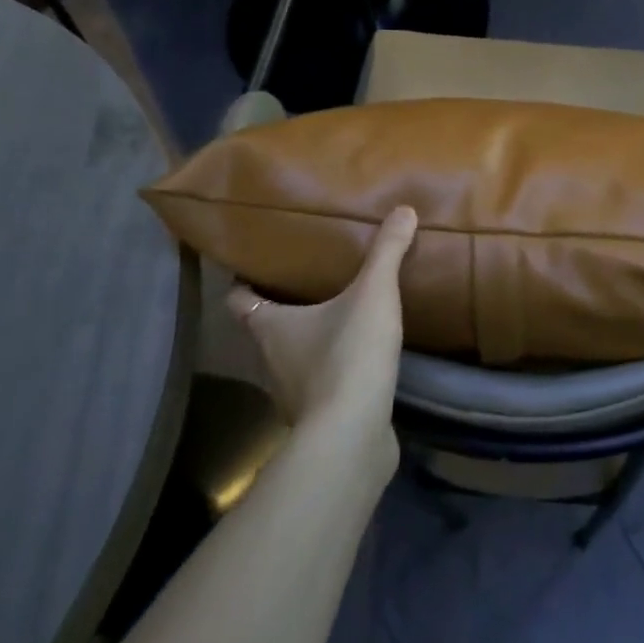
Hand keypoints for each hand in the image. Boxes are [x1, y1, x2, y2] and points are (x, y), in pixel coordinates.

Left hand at [225, 207, 417, 449]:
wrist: (352, 434)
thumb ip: (387, 252)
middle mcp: (272, 359)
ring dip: (311, 342)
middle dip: (285, 308)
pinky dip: (334, 372)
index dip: (244, 282)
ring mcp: (294, 393)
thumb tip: (404, 209)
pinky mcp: (320, 417)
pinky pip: (322, 385)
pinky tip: (361, 360)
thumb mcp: (373, 294)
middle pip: (267, 328)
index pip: (240, 300)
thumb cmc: (348, 355)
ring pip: (294, 359)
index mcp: (271, 326)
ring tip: (341, 317)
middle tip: (312, 282)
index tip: (257, 265)